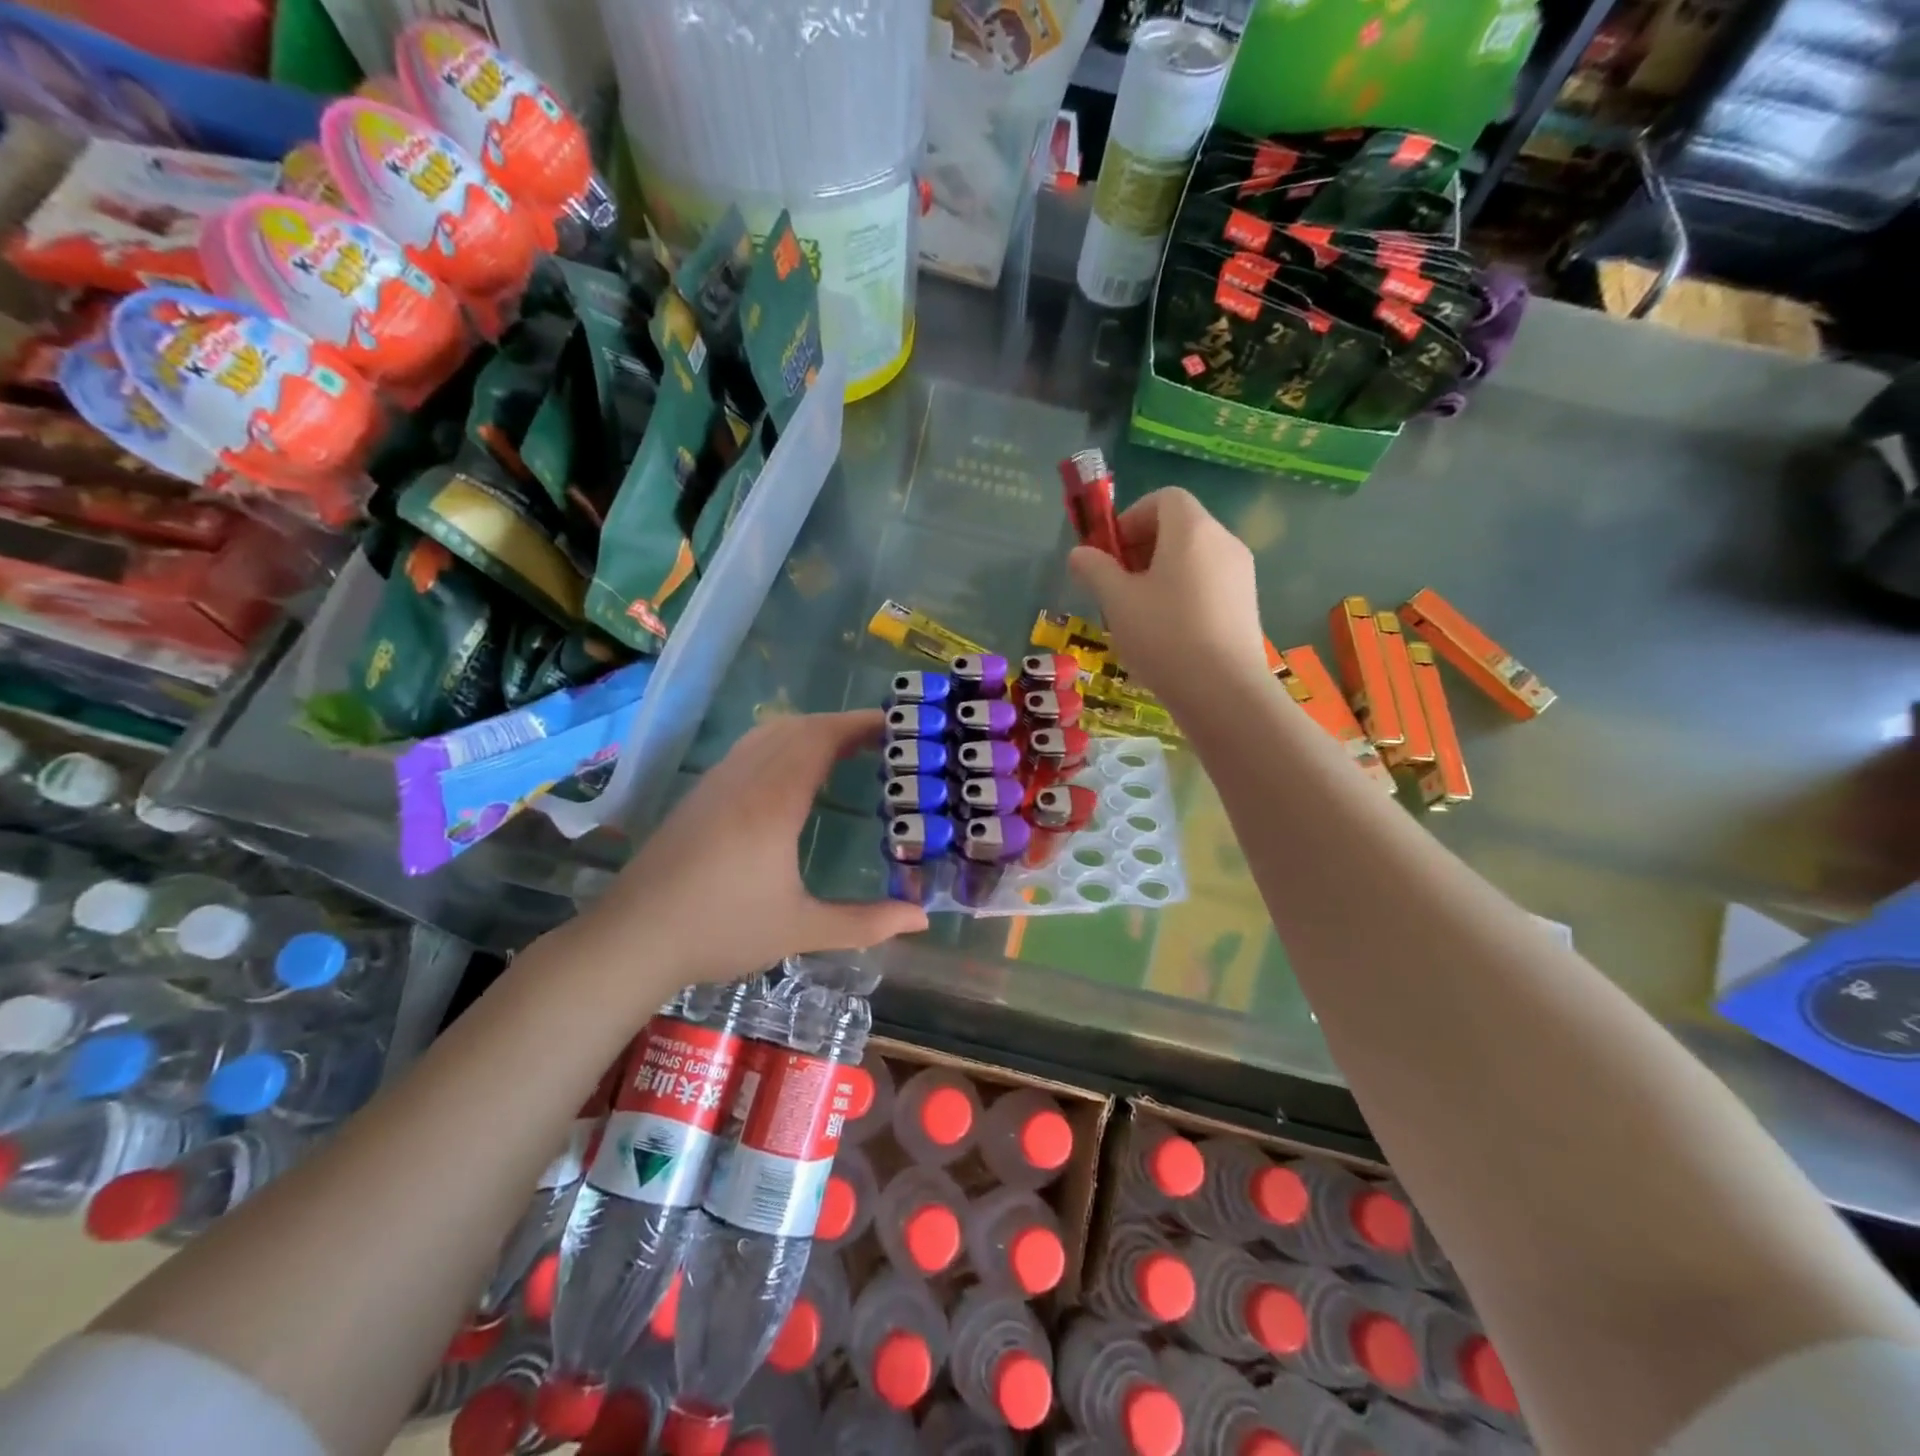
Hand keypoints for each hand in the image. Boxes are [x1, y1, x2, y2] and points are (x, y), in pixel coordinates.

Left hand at [576, 711, 928, 985]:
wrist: (632, 938)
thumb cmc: (720, 930)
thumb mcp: (800, 930)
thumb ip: (864, 922)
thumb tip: (921, 919)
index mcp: (774, 800)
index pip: (821, 739)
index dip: (859, 724)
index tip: (895, 723)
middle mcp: (745, 778)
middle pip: (797, 727)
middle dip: (841, 724)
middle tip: (881, 739)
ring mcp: (717, 782)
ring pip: (769, 733)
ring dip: (810, 730)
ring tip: (844, 749)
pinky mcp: (700, 794)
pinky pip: (749, 748)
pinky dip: (783, 743)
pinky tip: (792, 772)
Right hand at [1068, 487, 1269, 702]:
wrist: (1224, 692)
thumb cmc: (1164, 637)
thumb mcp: (1117, 601)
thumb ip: (1095, 570)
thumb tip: (1079, 554)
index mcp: (1193, 530)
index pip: (1164, 498)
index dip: (1131, 517)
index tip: (1110, 552)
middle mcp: (1224, 542)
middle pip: (1180, 526)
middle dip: (1143, 547)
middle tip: (1117, 584)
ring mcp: (1241, 574)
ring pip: (1194, 557)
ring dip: (1161, 572)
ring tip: (1139, 612)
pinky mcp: (1247, 605)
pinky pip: (1209, 583)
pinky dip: (1184, 592)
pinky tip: (1167, 632)